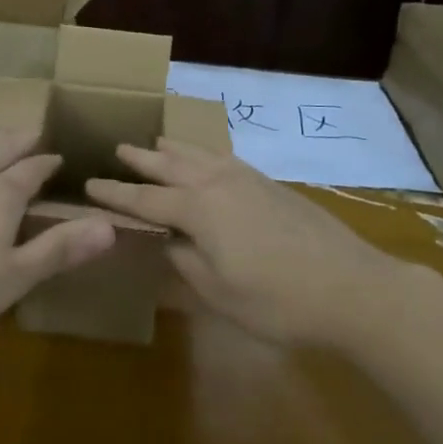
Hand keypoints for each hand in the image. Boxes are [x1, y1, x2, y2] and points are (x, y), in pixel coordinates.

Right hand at [88, 139, 425, 344]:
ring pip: (200, 156)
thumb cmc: (279, 301)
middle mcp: (218, 184)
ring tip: (157, 142)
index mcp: (199, 210)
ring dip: (174, 150)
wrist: (353, 288)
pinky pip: (225, 159)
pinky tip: (208, 160)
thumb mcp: (220, 294)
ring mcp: (248, 180)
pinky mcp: (271, 185)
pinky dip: (205, 155)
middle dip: (142, 159)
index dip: (116, 193)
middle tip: (118, 148)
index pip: (145, 199)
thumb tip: (168, 241)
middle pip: (170, 166)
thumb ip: (186, 263)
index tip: (89, 183)